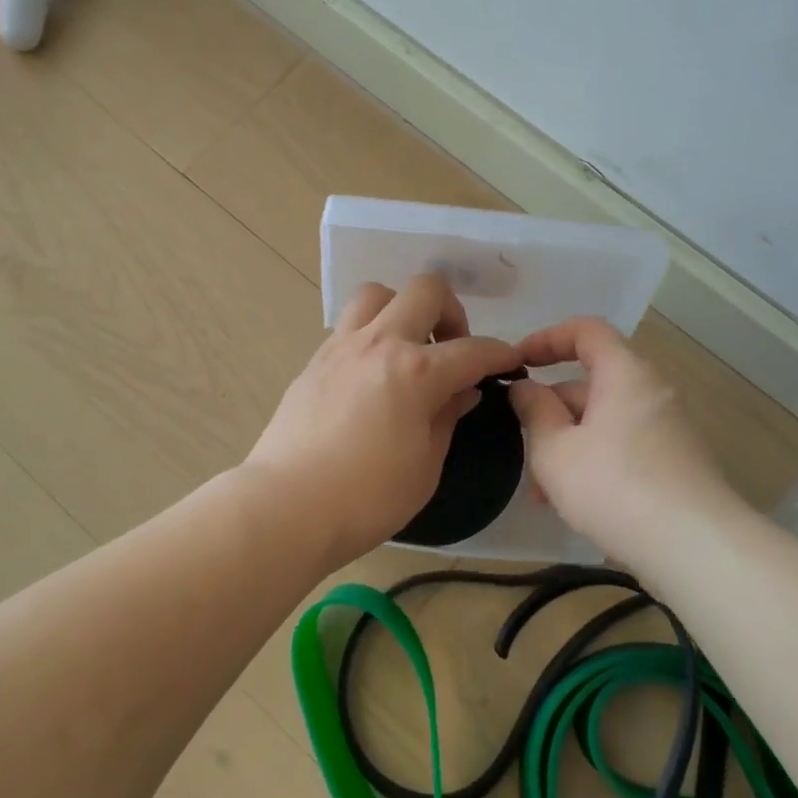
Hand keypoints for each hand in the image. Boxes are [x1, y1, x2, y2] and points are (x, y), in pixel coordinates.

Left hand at [242, 274, 520, 567]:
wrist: (287, 506)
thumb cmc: (367, 497)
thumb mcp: (425, 465)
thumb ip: (447, 418)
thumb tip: (462, 391)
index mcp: (416, 372)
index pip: (473, 350)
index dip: (500, 354)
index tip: (510, 362)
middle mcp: (380, 343)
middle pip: (425, 290)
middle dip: (451, 311)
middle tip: (451, 348)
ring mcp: (341, 347)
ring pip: (378, 294)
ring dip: (402, 310)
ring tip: (407, 349)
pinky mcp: (314, 360)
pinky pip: (349, 326)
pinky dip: (371, 335)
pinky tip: (372, 374)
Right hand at [509, 318, 738, 564]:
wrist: (696, 550)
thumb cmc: (614, 487)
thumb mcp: (555, 450)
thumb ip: (534, 411)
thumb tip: (525, 388)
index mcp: (624, 374)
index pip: (586, 331)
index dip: (547, 338)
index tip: (517, 363)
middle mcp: (651, 393)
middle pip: (592, 383)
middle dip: (550, 410)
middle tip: (519, 443)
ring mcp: (668, 431)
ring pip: (604, 422)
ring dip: (567, 445)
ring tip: (540, 491)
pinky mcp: (676, 465)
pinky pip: (623, 447)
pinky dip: (593, 462)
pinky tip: (572, 504)